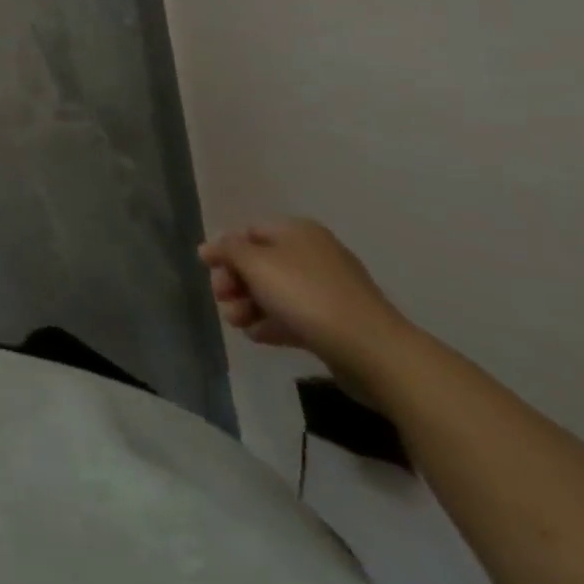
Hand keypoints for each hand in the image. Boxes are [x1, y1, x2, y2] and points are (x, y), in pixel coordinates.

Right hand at [198, 219, 415, 386]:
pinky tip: (259, 337)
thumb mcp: (255, 263)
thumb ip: (227, 250)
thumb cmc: (306, 295)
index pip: (248, 232)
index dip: (225, 251)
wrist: (374, 351)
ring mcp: (328, 289)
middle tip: (223, 302)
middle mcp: (313, 253)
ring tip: (238, 325)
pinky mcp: (336, 322)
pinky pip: (295, 316)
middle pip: (260, 263)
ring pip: (276, 292)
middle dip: (235, 283)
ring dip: (249, 306)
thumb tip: (209, 248)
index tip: (209, 273)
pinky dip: (273, 323)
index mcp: (296, 231)